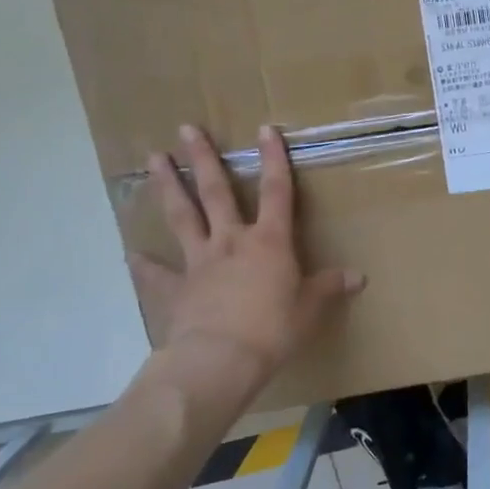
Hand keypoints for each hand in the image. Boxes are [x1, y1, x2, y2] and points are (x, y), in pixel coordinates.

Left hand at [129, 124, 363, 406]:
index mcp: (269, 242)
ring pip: (182, 216)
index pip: (276, 191)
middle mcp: (232, 241)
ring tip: (153, 158)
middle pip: (216, 192)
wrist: (220, 360)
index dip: (273, 159)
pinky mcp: (176, 289)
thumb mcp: (310, 308)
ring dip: (169, 186)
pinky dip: (144, 265)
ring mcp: (200, 262)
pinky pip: (157, 274)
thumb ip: (329, 288)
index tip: (264, 128)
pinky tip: (131, 254)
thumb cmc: (273, 329)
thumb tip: (358, 277)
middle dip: (204, 158)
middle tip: (186, 129)